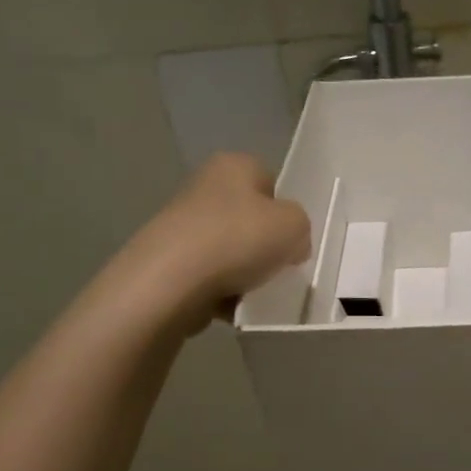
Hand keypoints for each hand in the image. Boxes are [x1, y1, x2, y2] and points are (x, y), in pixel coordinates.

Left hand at [116, 153, 311, 333]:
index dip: (286, 212)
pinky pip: (210, 277)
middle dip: (265, 245)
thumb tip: (289, 244)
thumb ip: (301, 227)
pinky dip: (223, 292)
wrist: (171, 281)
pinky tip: (232, 305)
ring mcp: (182, 224)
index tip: (292, 239)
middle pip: (250, 219)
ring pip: (231, 250)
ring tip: (255, 291)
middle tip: (279, 267)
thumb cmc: (239, 239)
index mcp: (234, 165)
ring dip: (246, 273)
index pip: (271, 183)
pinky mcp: (169, 260)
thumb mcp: (296, 225)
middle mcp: (204, 187)